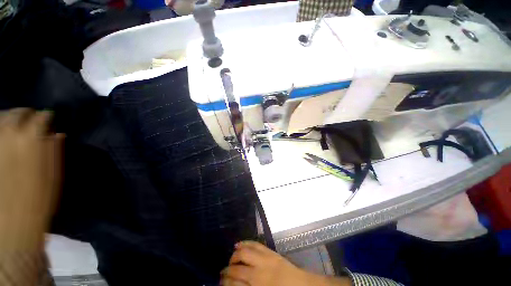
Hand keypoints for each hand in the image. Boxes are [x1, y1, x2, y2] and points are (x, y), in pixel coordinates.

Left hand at [0, 108, 63, 245]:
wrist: (12, 224)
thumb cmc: (38, 201)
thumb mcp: (53, 177)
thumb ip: (54, 151)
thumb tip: (57, 134)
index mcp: (31, 141)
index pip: (41, 117)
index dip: (46, 117)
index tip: (49, 119)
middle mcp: (10, 136)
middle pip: (17, 113)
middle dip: (25, 114)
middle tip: (30, 119)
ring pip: (0, 119)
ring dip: (9, 118)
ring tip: (14, 125)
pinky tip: (2, 135)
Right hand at [221, 241, 350, 285]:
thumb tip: (235, 285)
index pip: (234, 283)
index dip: (225, 283)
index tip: (220, 282)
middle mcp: (258, 272)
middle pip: (237, 268)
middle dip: (227, 269)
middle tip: (223, 271)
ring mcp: (265, 259)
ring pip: (244, 252)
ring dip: (234, 255)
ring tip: (231, 258)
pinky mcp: (270, 252)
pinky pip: (255, 244)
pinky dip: (246, 243)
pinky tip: (239, 244)